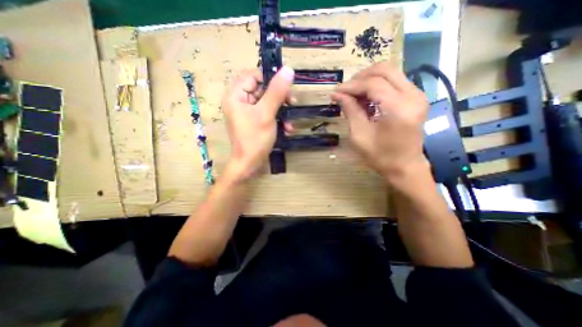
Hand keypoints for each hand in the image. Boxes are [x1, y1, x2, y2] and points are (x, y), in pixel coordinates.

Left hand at [219, 66, 293, 181]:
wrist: (250, 164)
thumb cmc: (255, 139)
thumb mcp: (267, 114)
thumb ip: (277, 92)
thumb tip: (288, 69)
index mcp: (236, 95)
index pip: (253, 75)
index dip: (271, 79)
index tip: (286, 87)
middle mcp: (239, 101)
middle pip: (262, 89)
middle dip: (279, 98)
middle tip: (292, 103)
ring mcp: (247, 112)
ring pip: (267, 102)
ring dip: (281, 111)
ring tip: (290, 122)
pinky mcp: (254, 121)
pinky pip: (267, 113)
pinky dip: (277, 119)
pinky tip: (286, 129)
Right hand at [331, 61, 431, 183]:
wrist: (405, 167)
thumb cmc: (380, 156)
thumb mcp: (360, 135)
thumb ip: (350, 110)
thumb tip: (337, 94)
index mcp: (398, 109)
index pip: (372, 84)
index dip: (351, 86)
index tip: (336, 91)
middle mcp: (413, 96)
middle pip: (384, 70)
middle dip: (360, 77)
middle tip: (345, 90)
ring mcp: (418, 95)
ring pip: (390, 72)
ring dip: (368, 80)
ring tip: (353, 94)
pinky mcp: (416, 97)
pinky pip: (394, 81)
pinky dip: (377, 85)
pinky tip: (366, 97)